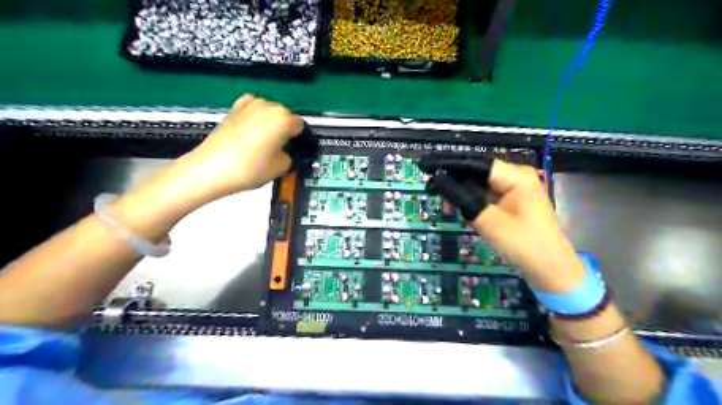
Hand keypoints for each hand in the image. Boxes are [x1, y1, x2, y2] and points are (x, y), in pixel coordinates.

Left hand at [184, 94, 303, 197]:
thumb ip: (292, 156)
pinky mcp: (233, 110)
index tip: (300, 151)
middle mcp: (268, 106)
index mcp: (284, 117)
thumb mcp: (282, 166)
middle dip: (286, 132)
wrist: (212, 169)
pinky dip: (256, 121)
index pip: (301, 127)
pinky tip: (253, 134)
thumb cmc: (250, 168)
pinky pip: (252, 112)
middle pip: (285, 117)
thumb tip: (290, 152)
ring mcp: (249, 105)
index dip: (302, 141)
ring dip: (271, 126)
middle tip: (283, 151)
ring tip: (266, 146)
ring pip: (269, 114)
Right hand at [420, 156, 581, 291]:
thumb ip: (462, 199)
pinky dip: (472, 203)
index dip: (449, 164)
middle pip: (477, 173)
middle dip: (455, 182)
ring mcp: (514, 190)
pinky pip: (486, 197)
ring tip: (447, 207)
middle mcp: (515, 177)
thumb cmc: (524, 244)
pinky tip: (462, 211)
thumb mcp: (489, 222)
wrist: (551, 271)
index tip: (426, 166)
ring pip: (479, 186)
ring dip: (462, 195)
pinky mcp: (511, 203)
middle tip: (432, 192)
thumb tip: (438, 181)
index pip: (475, 163)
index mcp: (516, 176)